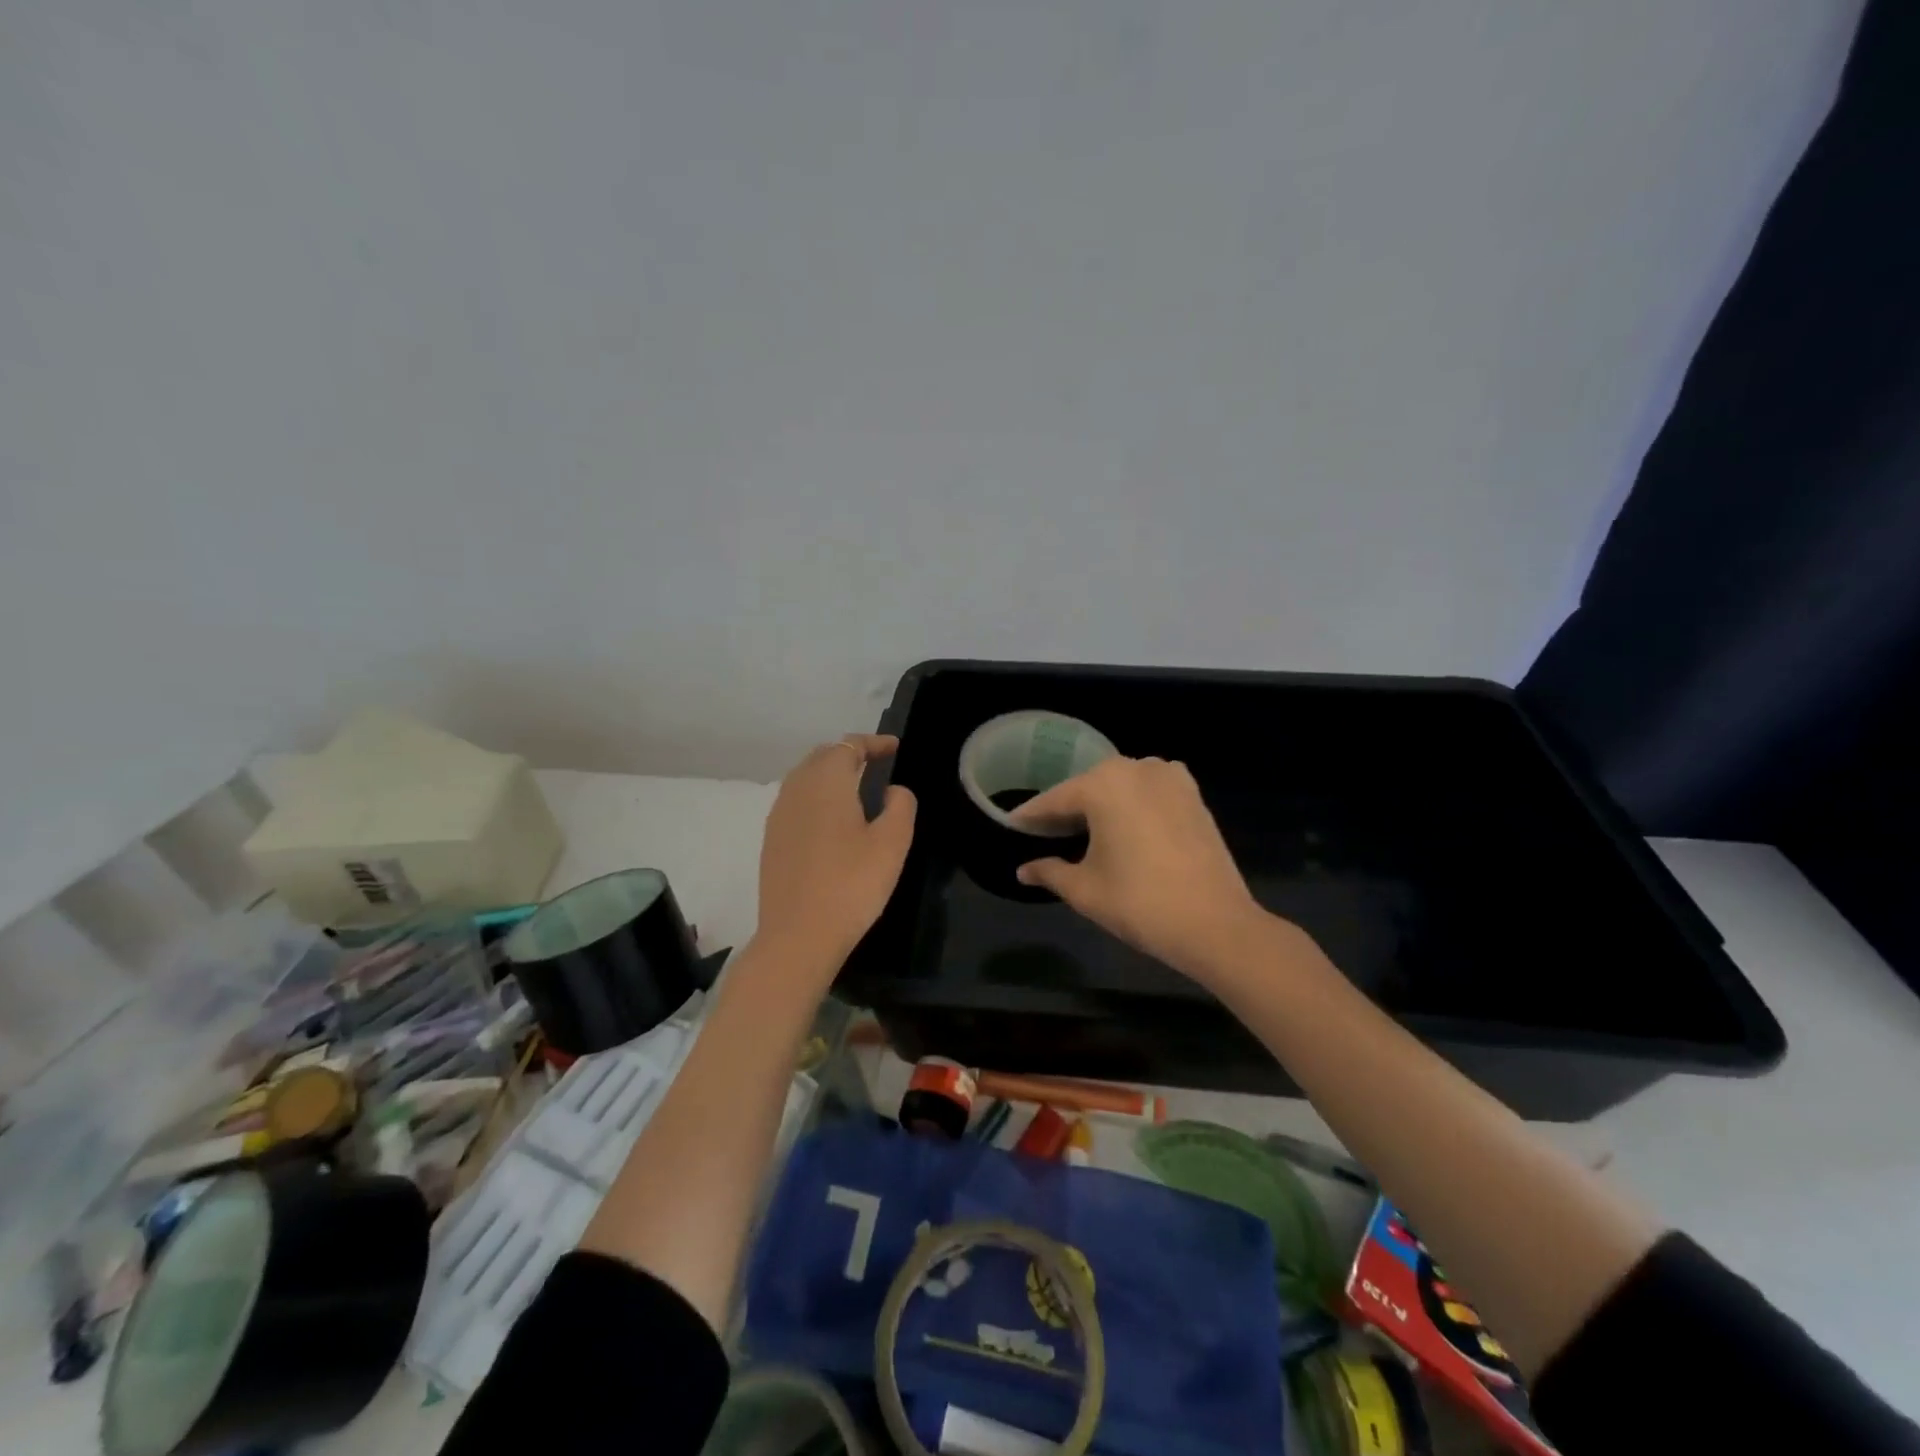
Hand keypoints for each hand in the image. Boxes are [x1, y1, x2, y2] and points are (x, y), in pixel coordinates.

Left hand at [755, 734, 917, 976]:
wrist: (798, 937)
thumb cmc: (851, 885)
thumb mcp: (892, 843)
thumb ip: (900, 806)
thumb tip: (892, 791)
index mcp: (826, 782)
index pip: (848, 745)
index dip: (873, 743)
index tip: (894, 748)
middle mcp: (796, 789)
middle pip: (822, 756)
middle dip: (849, 752)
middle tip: (876, 763)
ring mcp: (778, 815)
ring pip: (804, 777)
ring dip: (830, 773)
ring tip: (856, 787)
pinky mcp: (771, 840)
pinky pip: (795, 801)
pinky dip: (816, 796)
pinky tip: (831, 819)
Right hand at [1012, 756, 1266, 978]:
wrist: (1215, 924)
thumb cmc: (1139, 903)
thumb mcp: (1084, 889)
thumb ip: (1049, 872)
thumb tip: (1023, 870)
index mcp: (1103, 784)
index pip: (1055, 800)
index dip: (1031, 816)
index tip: (1011, 825)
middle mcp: (1136, 768)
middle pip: (1088, 787)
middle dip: (1066, 809)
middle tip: (1044, 832)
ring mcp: (1170, 777)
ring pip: (1121, 786)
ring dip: (1101, 804)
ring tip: (1083, 830)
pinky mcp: (1193, 794)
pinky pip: (1150, 791)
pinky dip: (1132, 804)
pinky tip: (1124, 826)